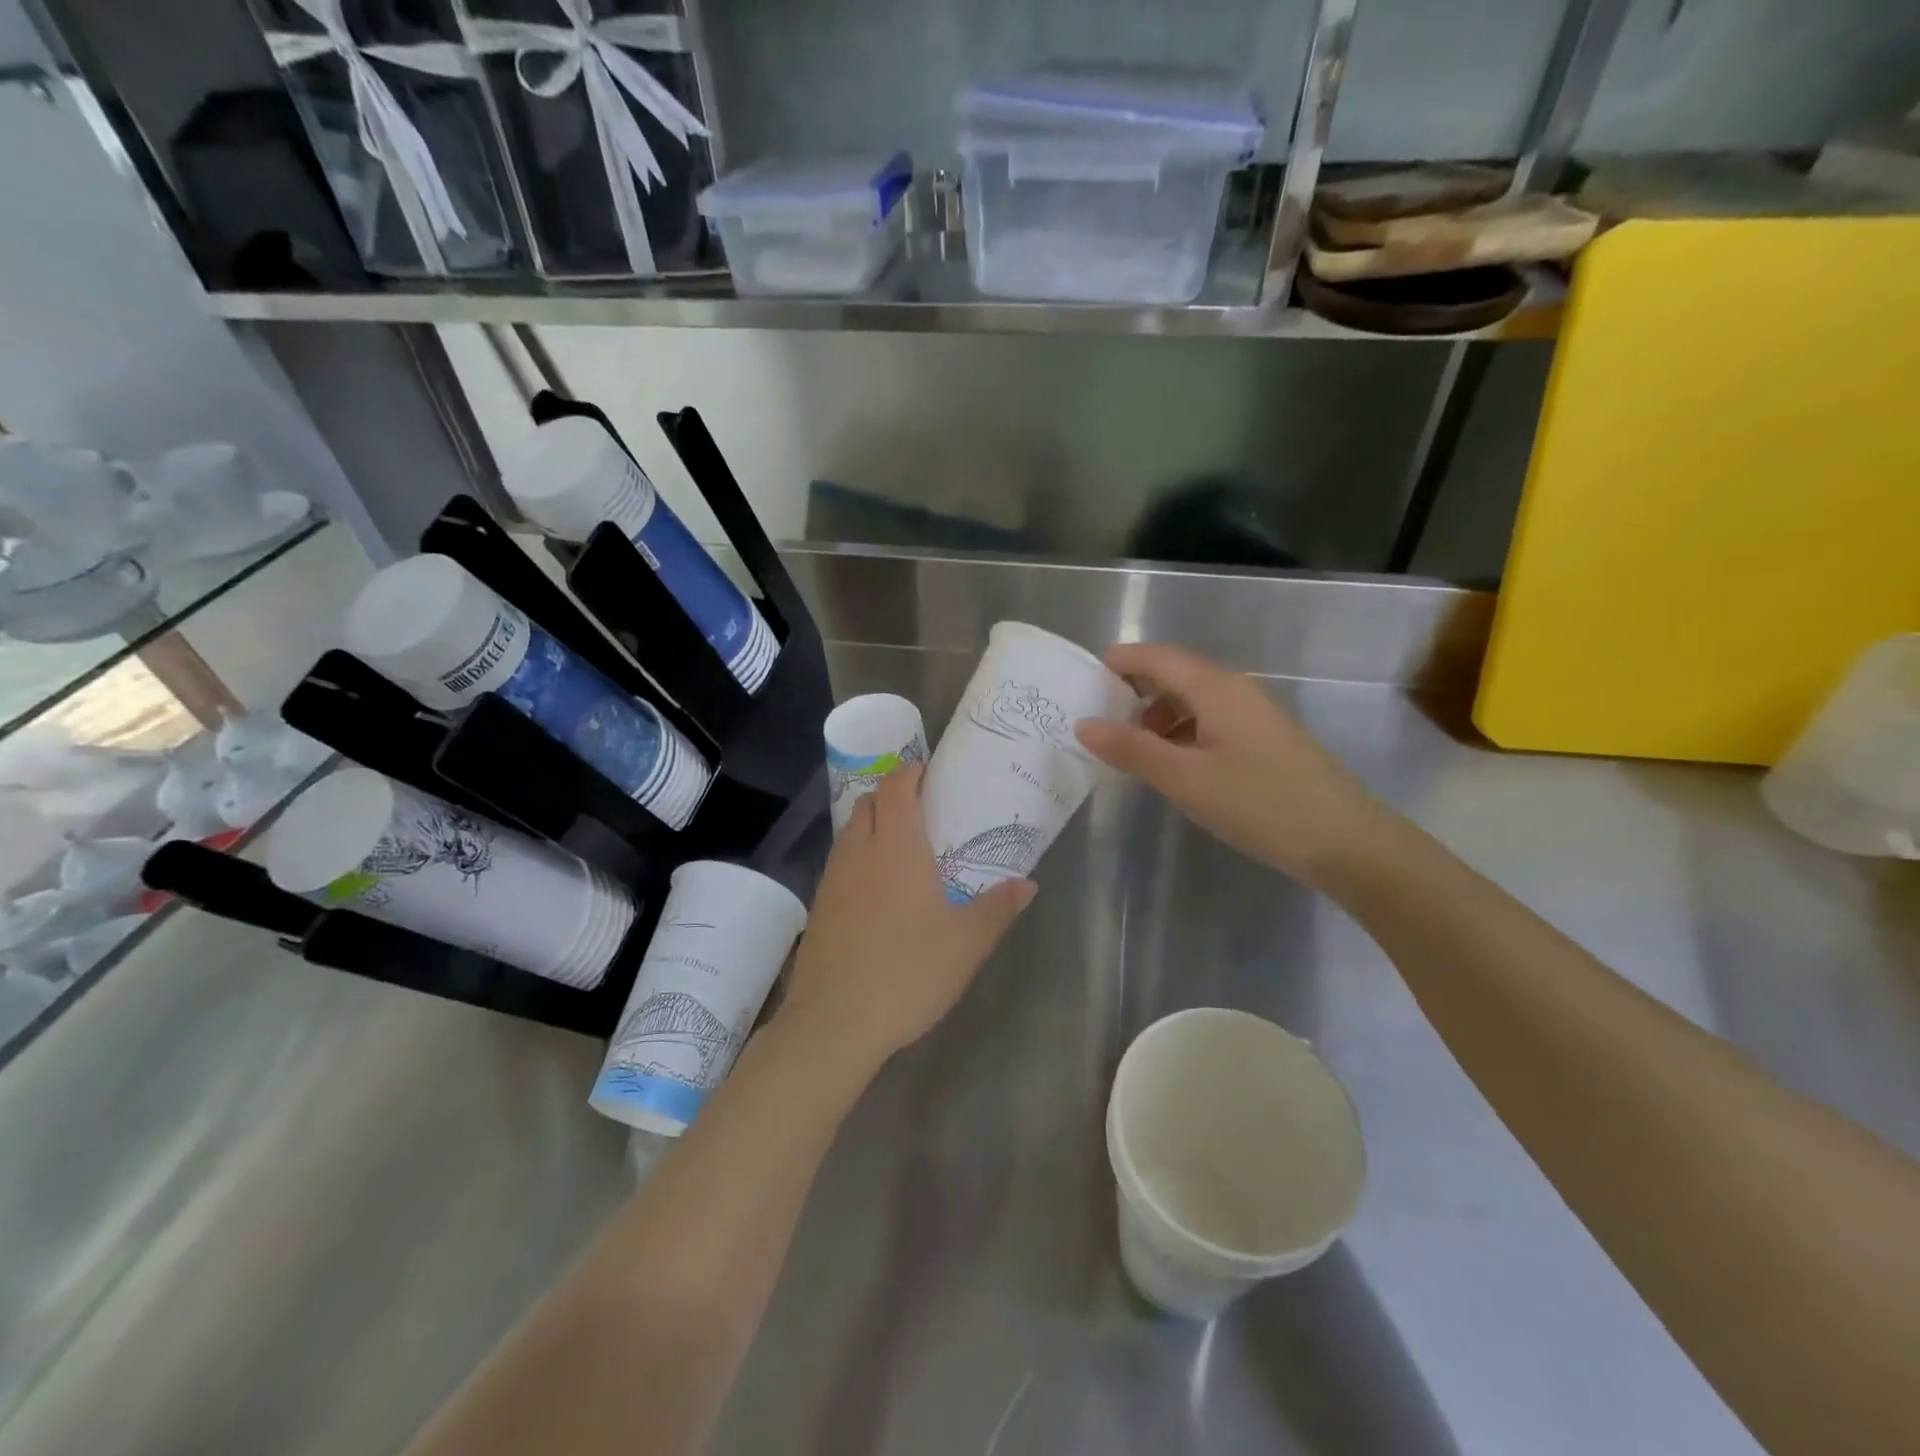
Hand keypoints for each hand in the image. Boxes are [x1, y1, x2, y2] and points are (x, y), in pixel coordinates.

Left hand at [780, 762, 1034, 1064]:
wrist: (835, 1022)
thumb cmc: (908, 971)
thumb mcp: (967, 943)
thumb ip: (999, 908)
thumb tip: (1027, 884)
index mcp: (896, 846)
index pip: (896, 787)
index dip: (911, 772)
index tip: (930, 774)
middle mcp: (859, 851)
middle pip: (869, 802)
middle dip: (892, 796)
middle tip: (923, 812)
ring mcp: (833, 879)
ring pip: (850, 831)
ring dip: (873, 826)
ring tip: (903, 851)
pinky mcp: (819, 907)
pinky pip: (841, 863)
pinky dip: (860, 858)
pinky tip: (879, 893)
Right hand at [1075, 643, 1384, 884]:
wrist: (1347, 842)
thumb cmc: (1260, 804)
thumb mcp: (1185, 779)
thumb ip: (1132, 749)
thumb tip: (1084, 723)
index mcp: (1216, 688)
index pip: (1157, 657)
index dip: (1119, 662)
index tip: (1082, 681)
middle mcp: (1237, 690)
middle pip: (1176, 674)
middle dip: (1134, 690)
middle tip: (1097, 717)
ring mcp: (1256, 715)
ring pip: (1195, 700)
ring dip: (1158, 715)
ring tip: (1130, 747)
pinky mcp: (1266, 741)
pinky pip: (1213, 721)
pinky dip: (1183, 732)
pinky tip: (1173, 764)